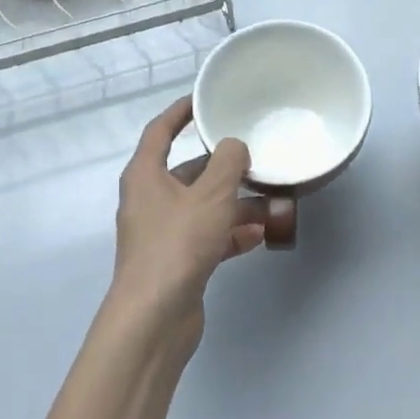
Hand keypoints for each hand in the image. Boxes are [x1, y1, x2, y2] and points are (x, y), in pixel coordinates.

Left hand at [111, 97, 264, 332]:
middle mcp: (150, 200)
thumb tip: (234, 146)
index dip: (181, 112)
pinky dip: (231, 233)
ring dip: (235, 203)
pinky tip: (261, 235)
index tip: (204, 100)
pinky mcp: (177, 261)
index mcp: (146, 175)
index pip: (160, 130)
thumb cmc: (177, 244)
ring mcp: (162, 233)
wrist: (155, 319)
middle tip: (256, 156)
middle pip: (189, 171)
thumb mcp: (210, 196)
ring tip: (273, 199)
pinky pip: (208, 236)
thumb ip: (228, 163)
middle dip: (224, 167)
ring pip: (203, 206)